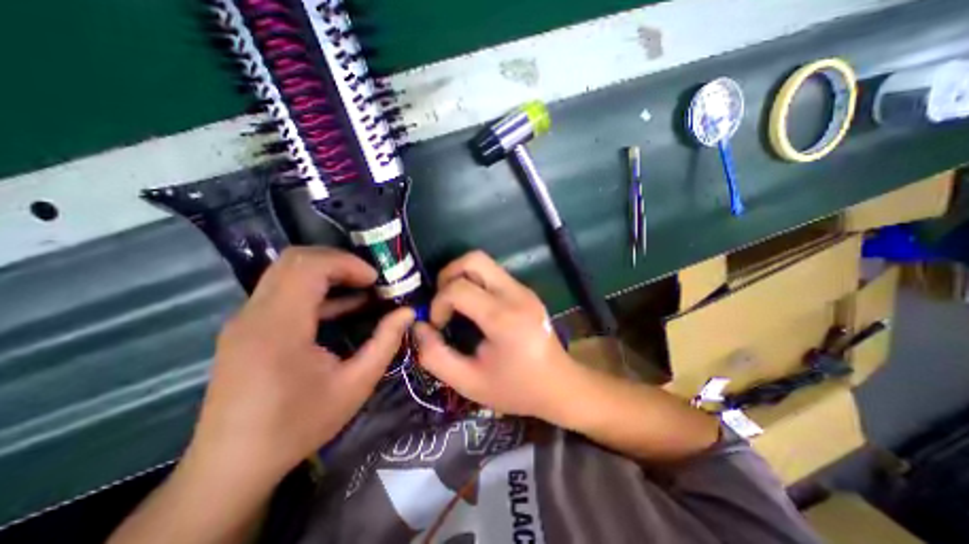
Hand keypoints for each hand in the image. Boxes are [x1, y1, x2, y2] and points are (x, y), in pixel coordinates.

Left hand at [188, 246, 414, 483]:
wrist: (233, 465)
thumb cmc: (299, 425)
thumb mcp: (355, 385)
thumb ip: (385, 343)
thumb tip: (407, 312)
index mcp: (279, 326)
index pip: (308, 266)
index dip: (347, 264)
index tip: (376, 280)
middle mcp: (254, 314)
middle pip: (294, 260)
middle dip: (339, 262)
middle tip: (370, 280)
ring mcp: (246, 320)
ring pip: (287, 272)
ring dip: (328, 274)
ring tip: (362, 290)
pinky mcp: (247, 328)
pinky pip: (283, 292)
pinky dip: (316, 290)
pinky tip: (342, 306)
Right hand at [413, 252, 576, 419]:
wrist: (560, 385)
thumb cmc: (516, 388)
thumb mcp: (469, 383)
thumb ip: (436, 356)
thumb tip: (418, 327)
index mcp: (503, 318)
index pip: (459, 288)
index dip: (438, 302)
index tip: (437, 324)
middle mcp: (515, 294)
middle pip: (474, 259)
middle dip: (448, 274)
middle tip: (442, 301)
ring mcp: (523, 289)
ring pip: (484, 262)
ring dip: (461, 276)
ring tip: (455, 303)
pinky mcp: (526, 291)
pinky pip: (494, 274)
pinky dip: (475, 282)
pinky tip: (474, 306)